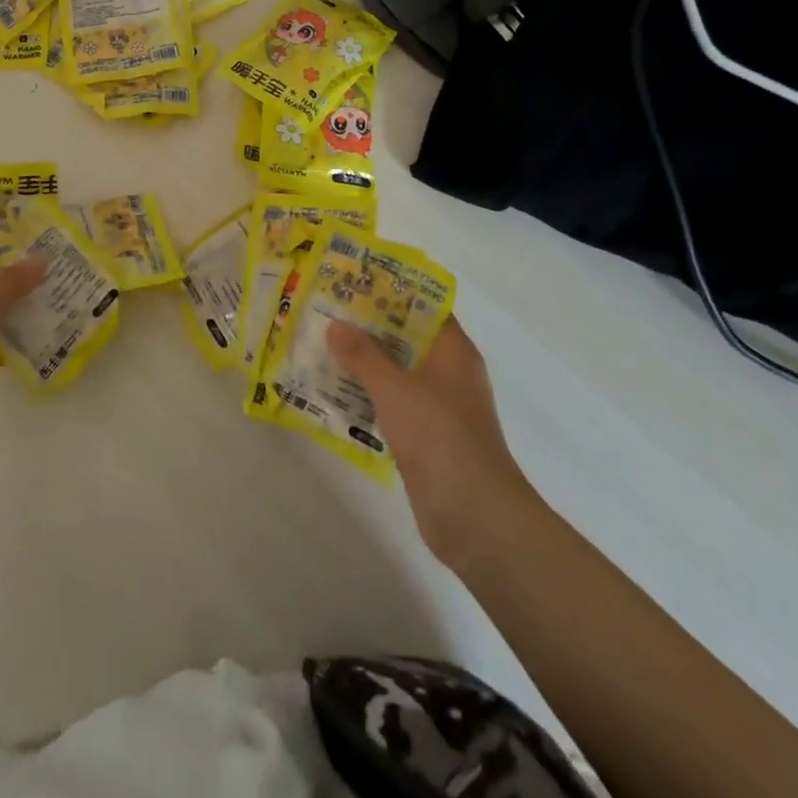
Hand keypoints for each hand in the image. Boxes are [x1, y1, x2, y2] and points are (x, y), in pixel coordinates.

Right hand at [329, 316, 533, 571]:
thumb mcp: (394, 388)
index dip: (392, 291)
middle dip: (369, 326)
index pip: (424, 306)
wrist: (475, 516)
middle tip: (327, 311)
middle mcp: (449, 373)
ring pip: (397, 372)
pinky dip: (369, 395)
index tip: (355, 280)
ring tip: (322, 346)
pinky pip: (393, 404)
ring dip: (365, 362)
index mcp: (453, 351)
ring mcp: (439, 407)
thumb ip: (363, 355)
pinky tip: (335, 392)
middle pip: (407, 338)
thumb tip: (335, 324)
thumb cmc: (440, 436)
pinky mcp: (427, 437)